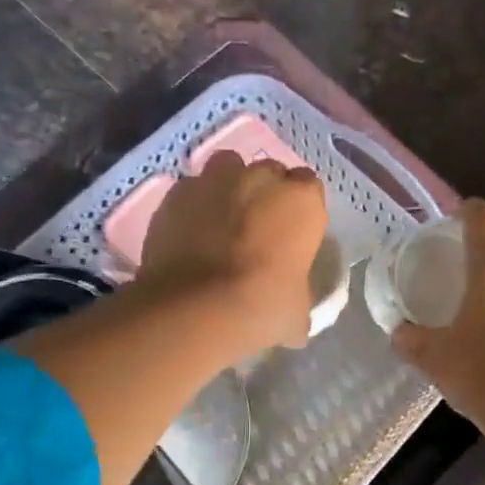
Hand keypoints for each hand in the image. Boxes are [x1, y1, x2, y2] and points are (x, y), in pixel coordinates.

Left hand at [139, 150, 329, 351]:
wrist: (196, 309)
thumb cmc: (263, 307)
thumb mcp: (297, 312)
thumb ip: (297, 297)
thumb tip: (293, 314)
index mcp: (301, 201)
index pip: (309, 188)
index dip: (300, 210)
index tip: (292, 235)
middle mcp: (261, 178)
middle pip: (269, 174)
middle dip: (265, 195)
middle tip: (257, 231)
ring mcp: (214, 181)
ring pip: (227, 170)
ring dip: (228, 189)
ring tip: (221, 223)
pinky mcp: (175, 195)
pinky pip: (190, 192)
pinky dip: (192, 207)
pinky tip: (188, 235)